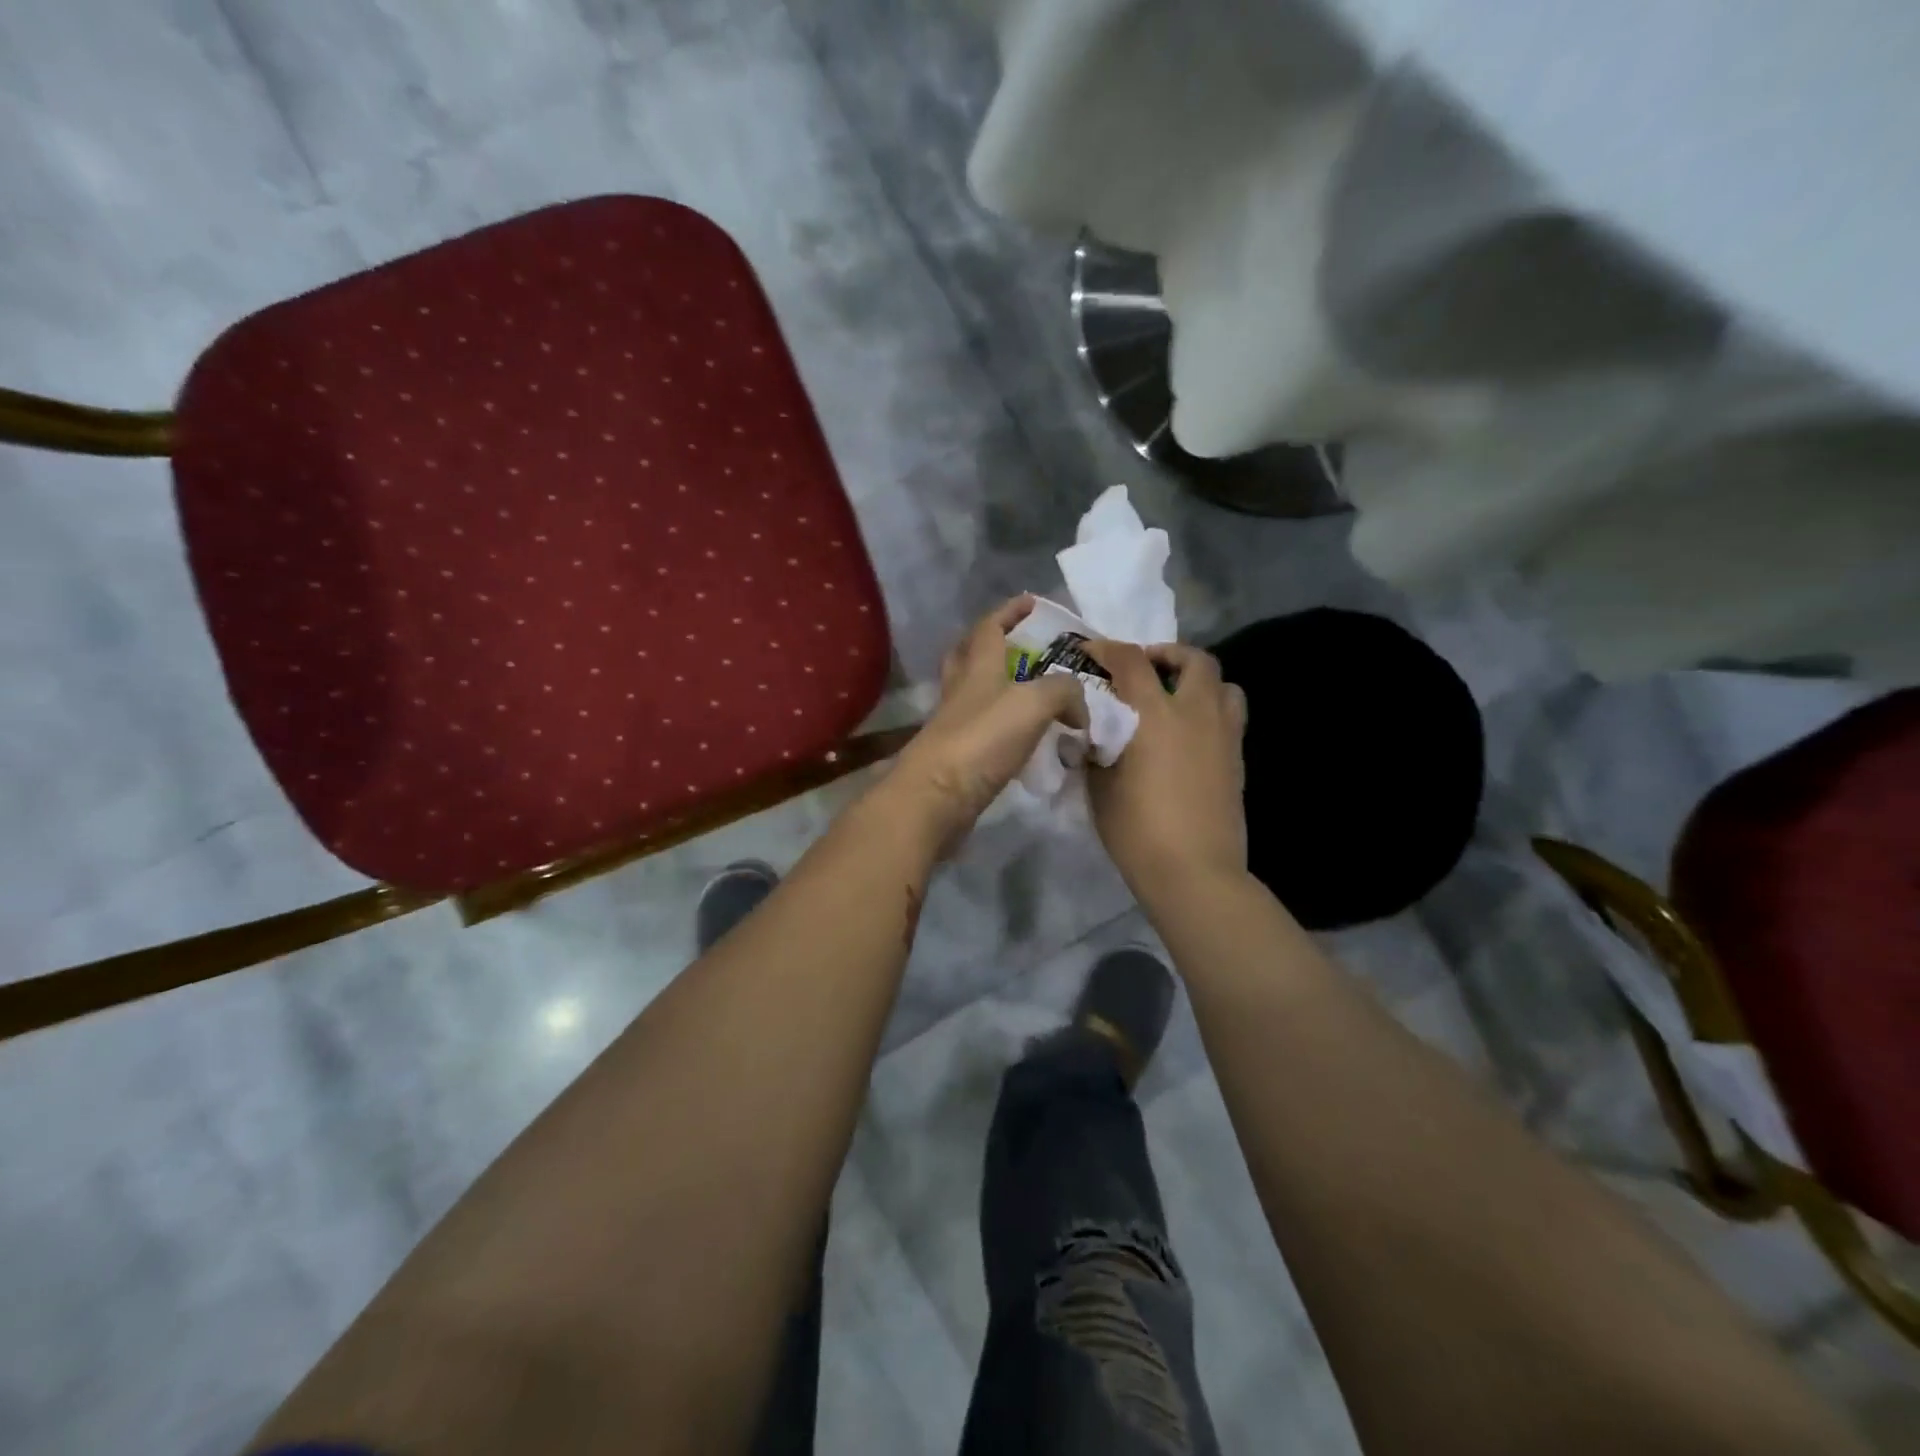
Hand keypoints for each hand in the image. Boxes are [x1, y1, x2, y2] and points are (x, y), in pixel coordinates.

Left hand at [881, 596, 1087, 849]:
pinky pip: (984, 730)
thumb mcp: (1034, 703)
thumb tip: (1078, 709)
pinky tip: (1026, 739)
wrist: (937, 796)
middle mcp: (961, 690)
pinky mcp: (957, 756)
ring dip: (1000, 687)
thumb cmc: (982, 739)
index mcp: (978, 667)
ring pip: (975, 693)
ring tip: (1033, 695)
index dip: (1010, 611)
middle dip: (992, 644)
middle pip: (970, 655)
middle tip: (1019, 646)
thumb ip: (1064, 692)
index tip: (1030, 601)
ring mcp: (955, 723)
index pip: (990, 627)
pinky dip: (1004, 727)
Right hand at [1084, 640, 1247, 897]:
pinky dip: (1211, 710)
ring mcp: (1224, 735)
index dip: (1108, 649)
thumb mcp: (1099, 787)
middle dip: (1167, 655)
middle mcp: (1196, 714)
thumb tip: (1091, 732)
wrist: (1194, 871)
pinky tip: (1190, 734)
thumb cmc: (1137, 830)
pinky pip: (1231, 716)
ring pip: (1224, 684)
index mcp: (1155, 715)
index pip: (1132, 661)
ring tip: (1176, 698)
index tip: (1091, 651)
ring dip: (1199, 680)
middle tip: (1145, 669)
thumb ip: (1094, 749)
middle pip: (1195, 660)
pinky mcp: (1238, 759)